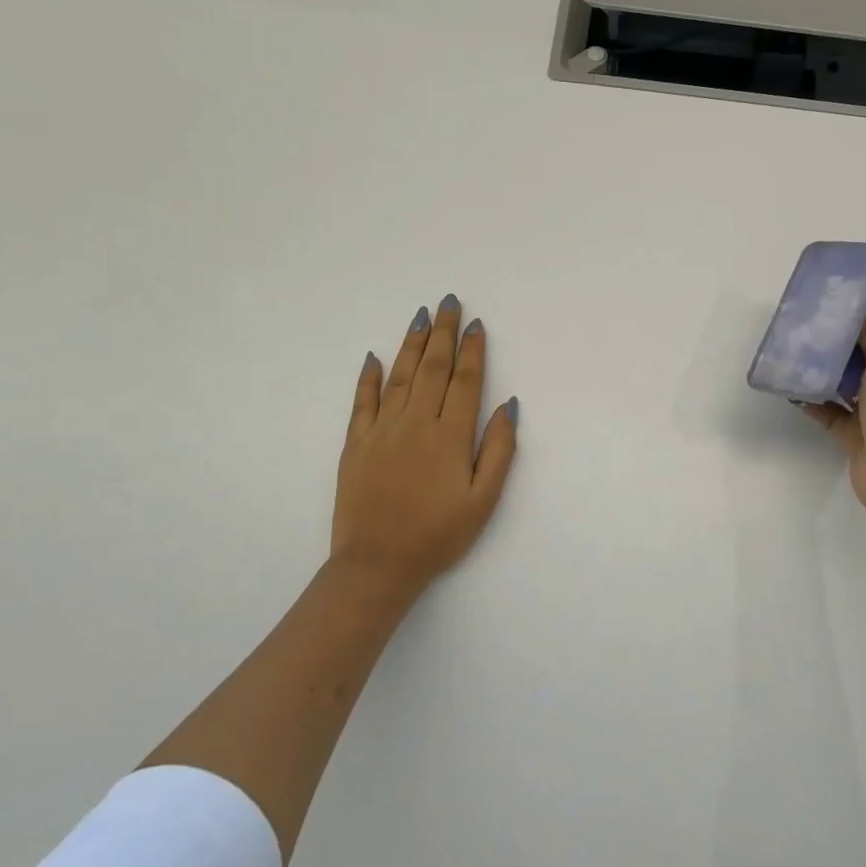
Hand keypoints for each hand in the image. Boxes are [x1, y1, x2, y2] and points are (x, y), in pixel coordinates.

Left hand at [331, 296, 517, 597]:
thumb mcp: (483, 499)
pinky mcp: (356, 444)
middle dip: (442, 332)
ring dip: (411, 344)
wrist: (377, 565)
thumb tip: (509, 405)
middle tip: (447, 302)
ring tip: (420, 317)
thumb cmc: (438, 535)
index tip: (476, 323)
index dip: (473, 350)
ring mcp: (382, 430)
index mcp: (450, 435)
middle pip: (432, 368)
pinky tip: (374, 357)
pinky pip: (362, 402)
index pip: (466, 381)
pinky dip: (368, 377)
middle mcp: (416, 423)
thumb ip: (498, 449)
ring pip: (399, 376)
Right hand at [801, 315, 865, 529]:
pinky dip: (810, 400)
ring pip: (841, 381)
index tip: (820, 305)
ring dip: (818, 370)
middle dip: (831, 342)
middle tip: (797, 329)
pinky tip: (788, 389)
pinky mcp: (853, 433)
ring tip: (788, 355)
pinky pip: (828, 410)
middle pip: (858, 353)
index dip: (852, 315)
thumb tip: (854, 315)